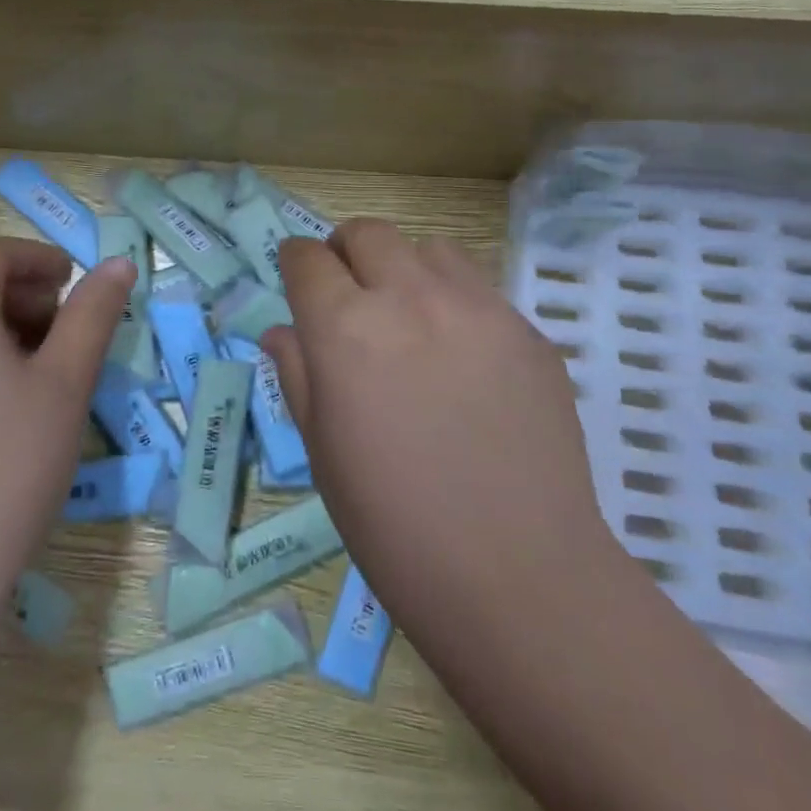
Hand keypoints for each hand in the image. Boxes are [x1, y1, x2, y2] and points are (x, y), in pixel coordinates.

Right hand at [264, 221, 617, 666]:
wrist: (517, 577)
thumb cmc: (394, 526)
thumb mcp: (321, 451)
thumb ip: (297, 373)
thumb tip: (283, 331)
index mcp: (346, 328)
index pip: (308, 258)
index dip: (296, 264)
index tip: (300, 282)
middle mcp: (410, 298)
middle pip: (368, 233)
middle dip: (346, 252)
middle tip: (349, 294)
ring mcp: (478, 308)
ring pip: (428, 249)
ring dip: (405, 269)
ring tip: (409, 319)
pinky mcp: (527, 330)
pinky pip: (479, 289)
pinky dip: (455, 302)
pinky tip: (463, 359)